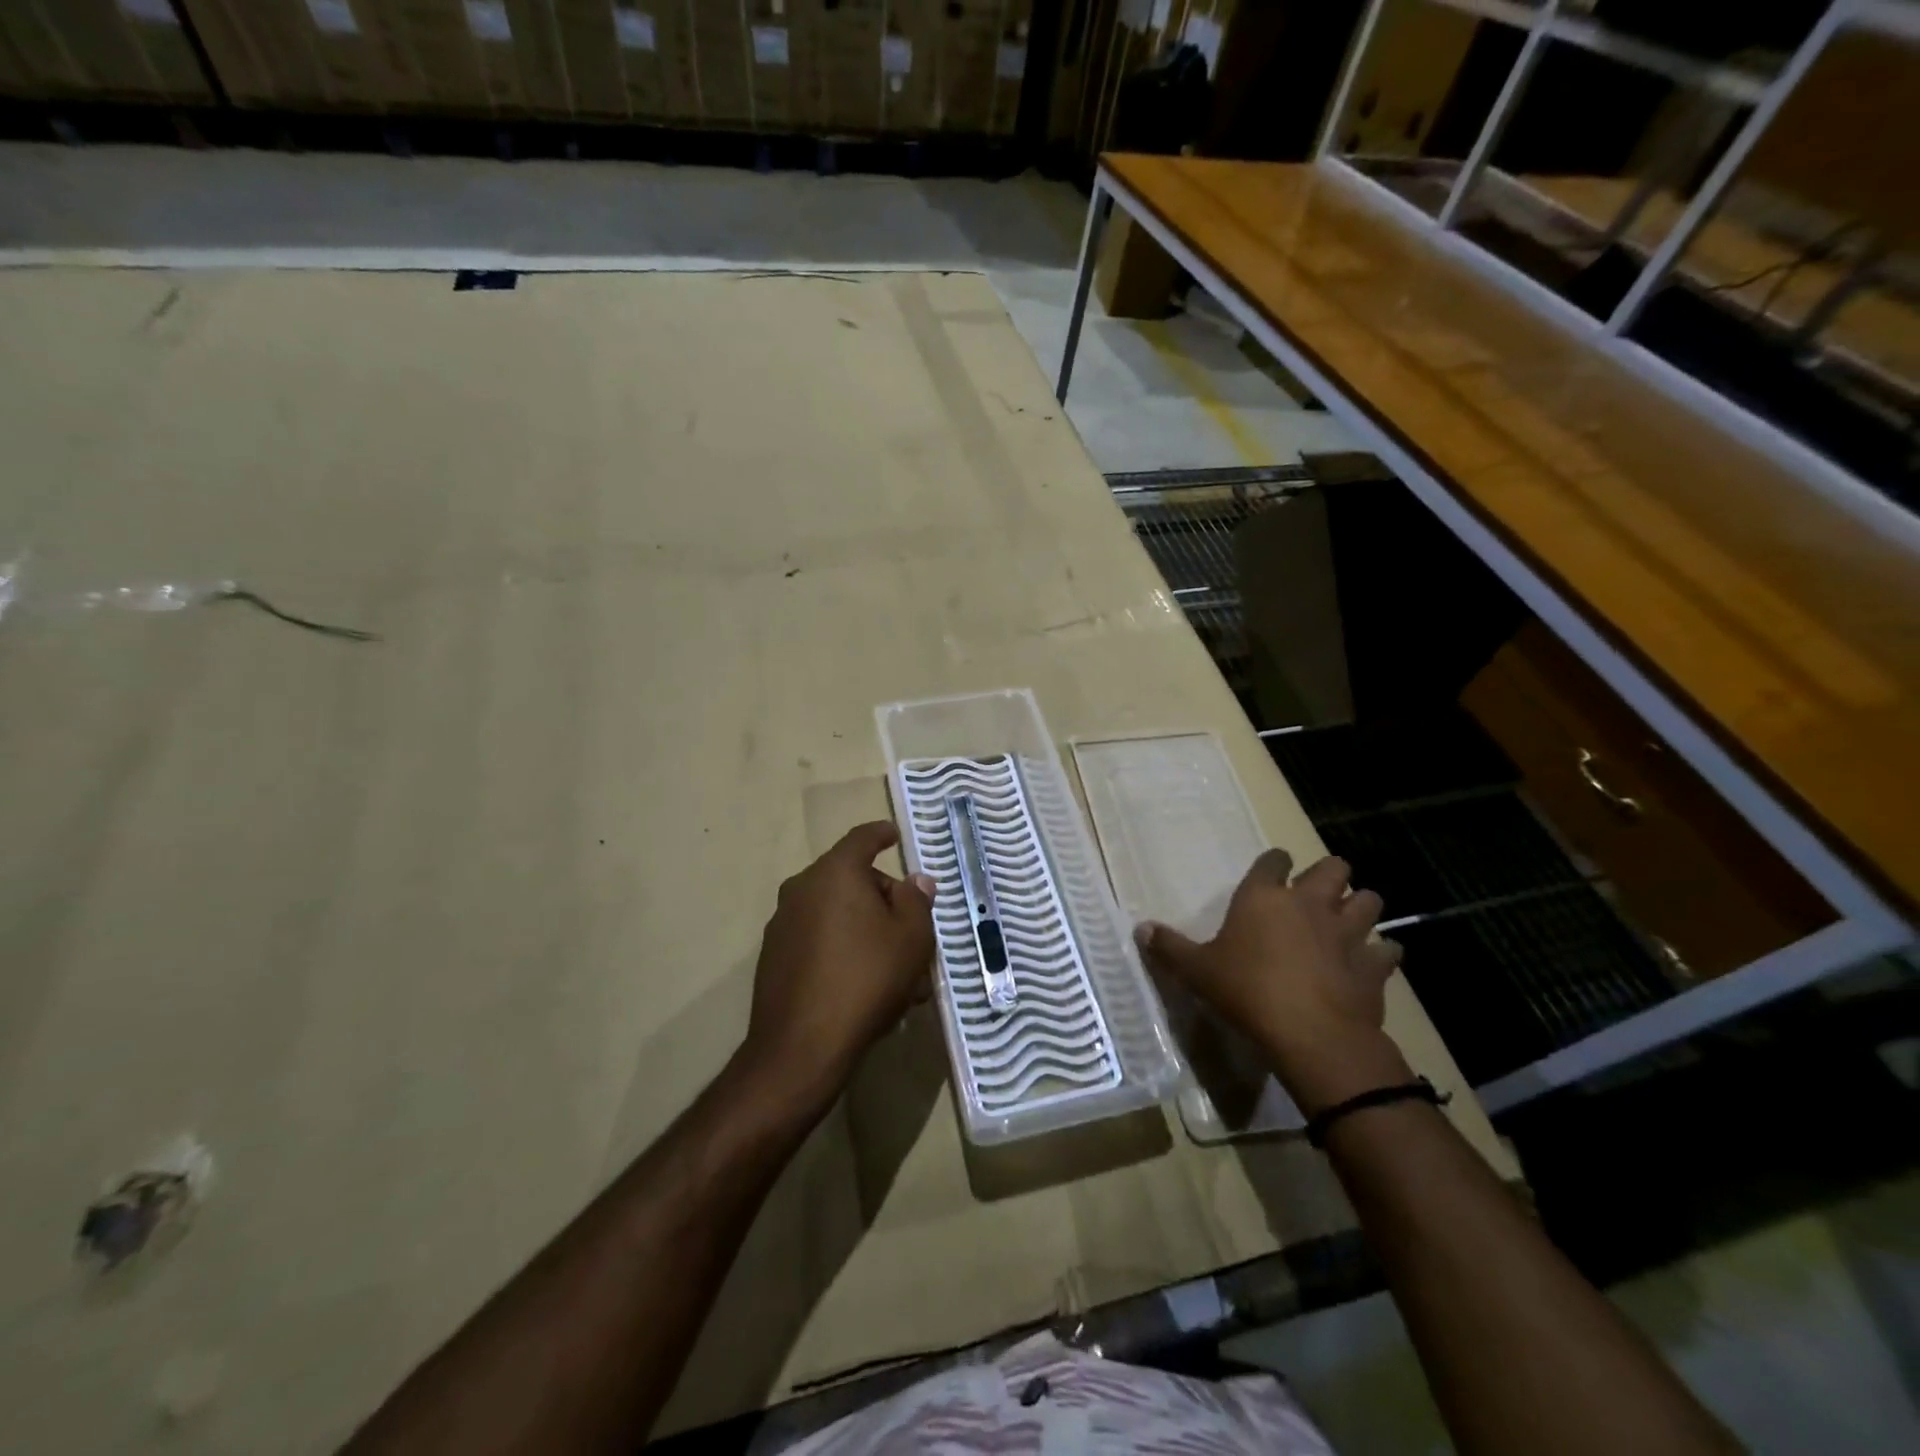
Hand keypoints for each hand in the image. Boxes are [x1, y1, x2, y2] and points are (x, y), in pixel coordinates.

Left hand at [740, 821, 936, 1108]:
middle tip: (912, 929)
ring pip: (837, 913)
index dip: (882, 834)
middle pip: (850, 879)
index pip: (862, 838)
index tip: (895, 835)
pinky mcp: (774, 956)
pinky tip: (865, 983)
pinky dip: (843, 948)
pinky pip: (818, 938)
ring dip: (866, 929)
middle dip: (883, 898)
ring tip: (896, 969)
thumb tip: (915, 881)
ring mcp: (783, 922)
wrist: (802, 1046)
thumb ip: (916, 901)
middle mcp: (802, 888)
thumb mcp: (911, 938)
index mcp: (836, 873)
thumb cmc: (867, 979)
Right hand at [1136, 850, 1408, 1112]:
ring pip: (1369, 901)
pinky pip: (1388, 949)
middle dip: (1329, 876)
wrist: (1311, 1034)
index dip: (1274, 863)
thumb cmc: (1246, 992)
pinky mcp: (1374, 964)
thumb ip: (1169, 948)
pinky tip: (1371, 963)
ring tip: (1348, 922)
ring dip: (1361, 907)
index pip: (1274, 859)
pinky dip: (1382, 953)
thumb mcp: (1196, 972)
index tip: (1273, 873)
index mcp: (1264, 897)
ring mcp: (1347, 932)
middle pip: (1333, 868)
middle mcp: (1309, 903)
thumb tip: (1140, 929)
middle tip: (1316, 895)